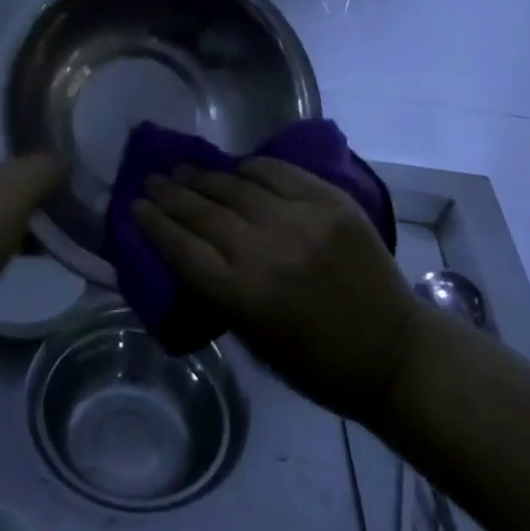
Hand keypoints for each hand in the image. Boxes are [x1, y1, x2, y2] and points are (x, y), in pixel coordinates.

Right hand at [135, 159, 415, 424]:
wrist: (395, 351)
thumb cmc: (318, 364)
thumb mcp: (255, 341)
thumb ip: (219, 292)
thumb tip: (188, 249)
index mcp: (244, 296)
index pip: (183, 249)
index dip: (154, 224)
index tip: (134, 206)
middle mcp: (266, 251)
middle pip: (204, 213)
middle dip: (170, 194)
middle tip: (150, 179)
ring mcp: (301, 221)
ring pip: (236, 187)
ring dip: (202, 176)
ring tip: (180, 168)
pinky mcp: (329, 202)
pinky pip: (278, 173)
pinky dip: (251, 167)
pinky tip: (233, 166)